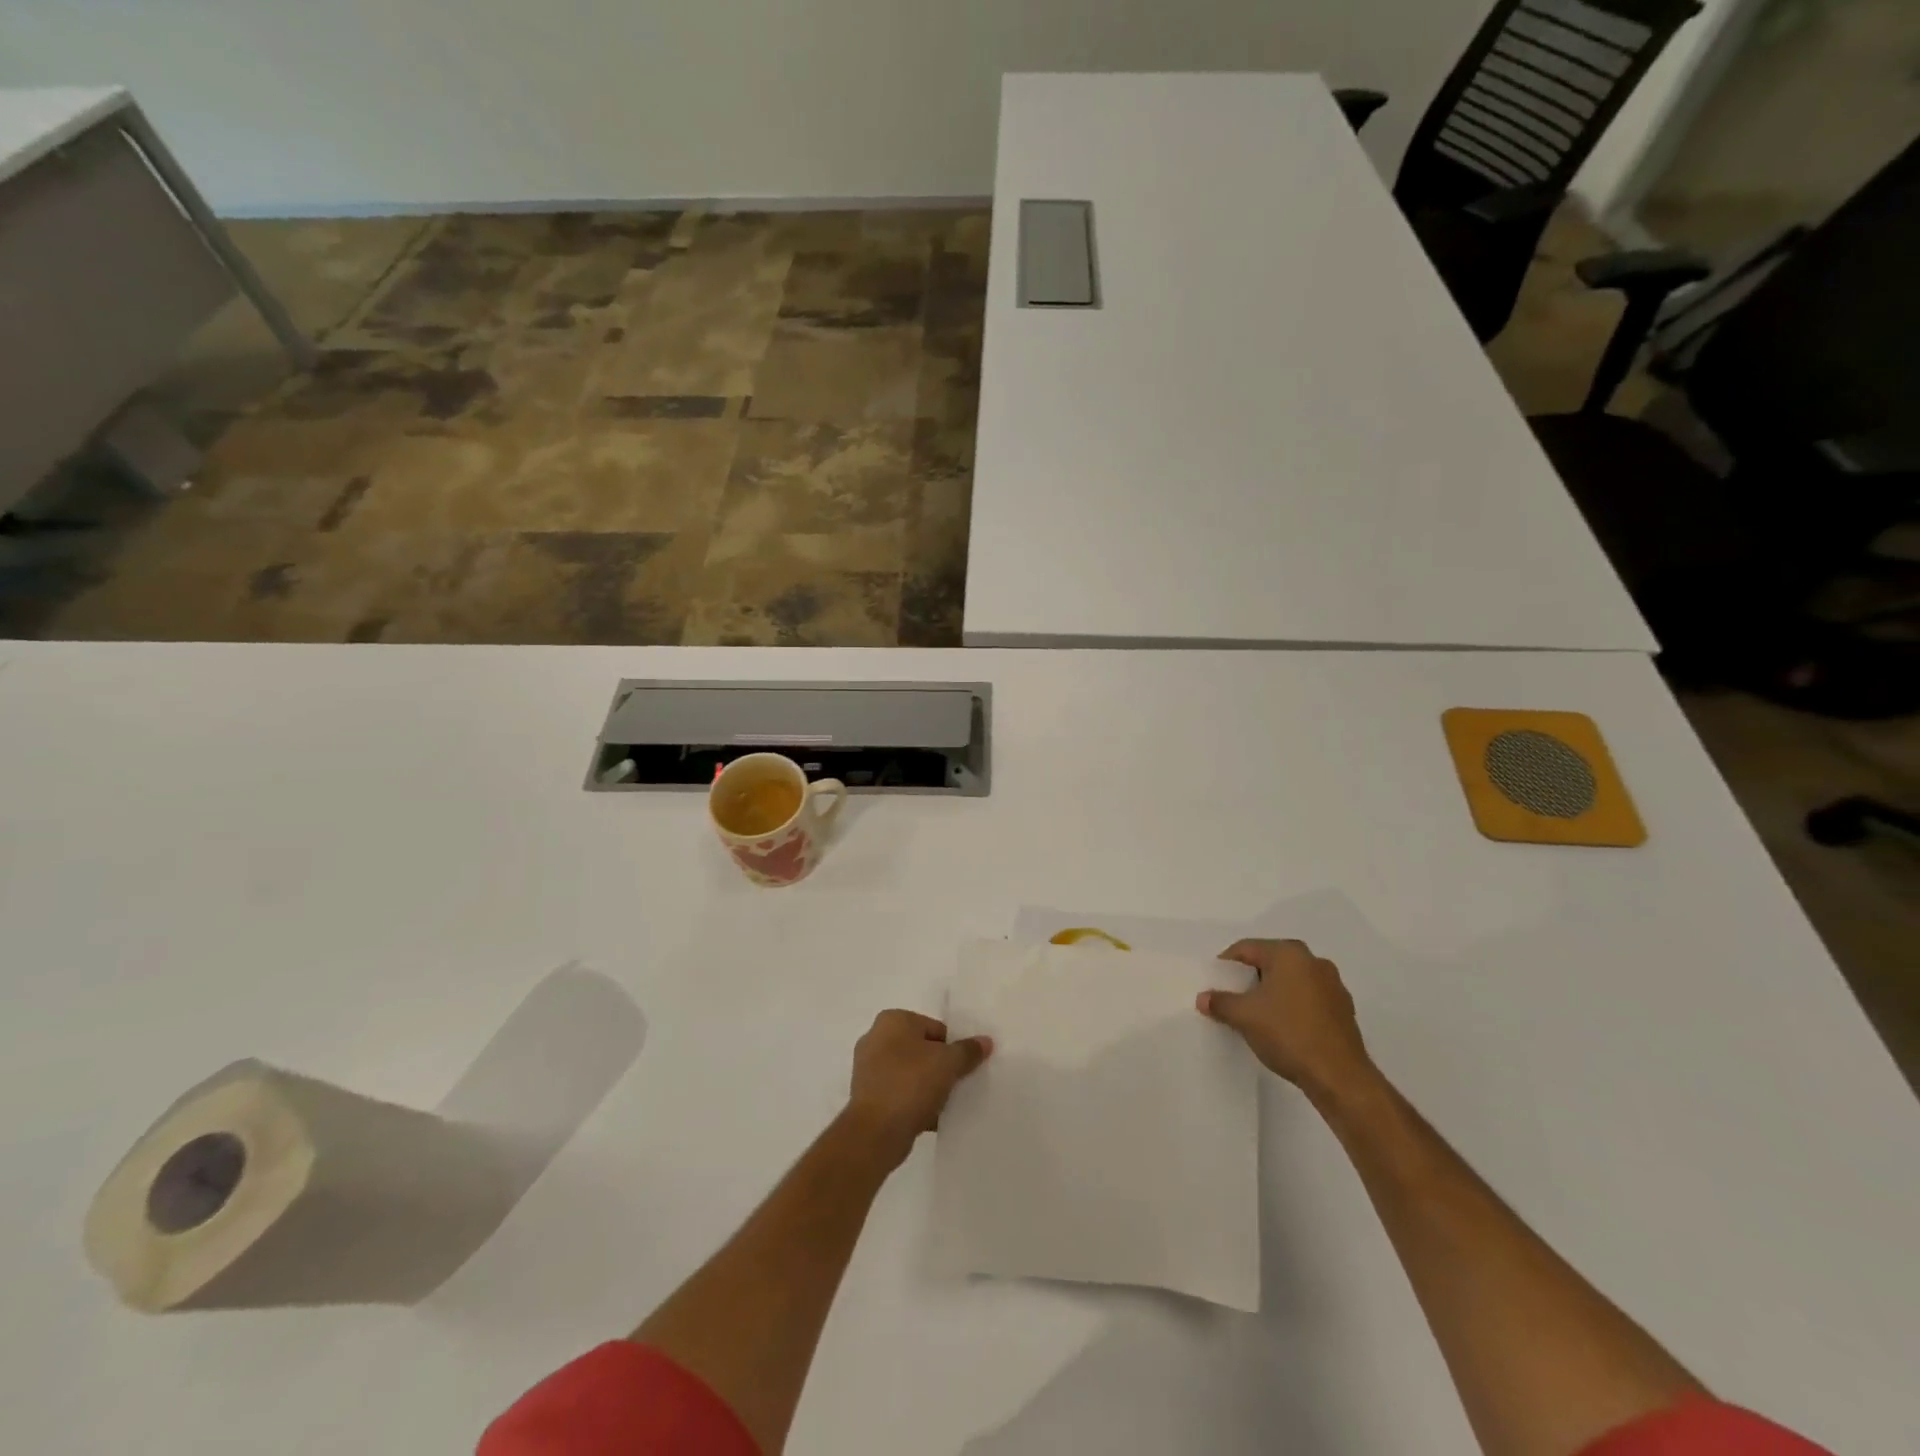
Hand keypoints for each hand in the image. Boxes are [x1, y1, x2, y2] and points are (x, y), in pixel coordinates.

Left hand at [846, 1011, 991, 1167]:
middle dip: (940, 1066)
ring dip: (929, 1086)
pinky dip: (915, 1102)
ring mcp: (869, 1069)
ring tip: (947, 1103)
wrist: (875, 1132)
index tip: (965, 1067)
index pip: (935, 1028)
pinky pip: (900, 1094)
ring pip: (911, 1073)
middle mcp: (876, 1038)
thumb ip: (968, 1050)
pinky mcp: (868, 1096)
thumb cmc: (911, 1084)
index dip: (954, 1047)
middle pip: (922, 1049)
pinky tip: (932, 1117)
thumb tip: (985, 1041)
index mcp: (893, 1020)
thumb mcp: (948, 1063)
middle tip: (959, 1084)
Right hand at [1197, 940, 1375, 1103]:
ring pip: (1290, 981)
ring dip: (1271, 993)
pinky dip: (1291, 1007)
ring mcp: (1333, 985)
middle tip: (1232, 999)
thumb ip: (1220, 1002)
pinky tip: (1282, 1029)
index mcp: (1289, 953)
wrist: (1340, 1077)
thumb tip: (1203, 998)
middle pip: (1270, 962)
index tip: (1214, 985)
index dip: (1225, 965)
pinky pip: (1308, 999)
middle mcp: (1314, 961)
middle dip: (1249, 979)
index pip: (1246, 949)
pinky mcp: (1343, 1010)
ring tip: (1256, 1016)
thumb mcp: (1244, 1016)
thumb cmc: (1288, 1034)